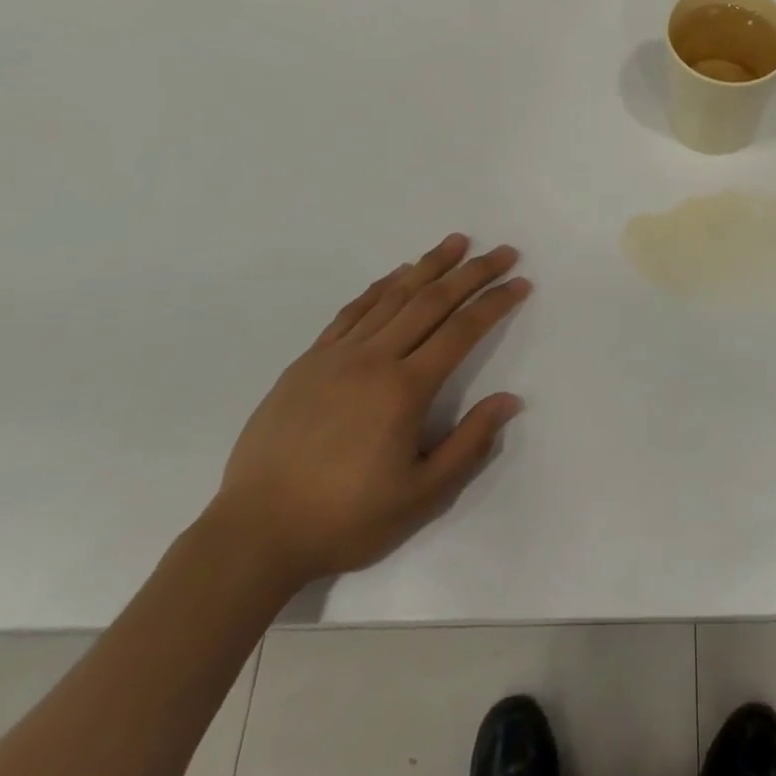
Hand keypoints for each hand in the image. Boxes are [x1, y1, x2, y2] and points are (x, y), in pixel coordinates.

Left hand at [209, 233, 528, 592]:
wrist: (255, 533)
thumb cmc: (345, 518)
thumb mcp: (421, 497)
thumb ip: (469, 444)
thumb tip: (510, 400)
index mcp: (404, 390)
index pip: (461, 331)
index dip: (495, 302)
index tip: (520, 282)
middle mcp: (374, 359)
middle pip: (432, 301)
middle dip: (472, 272)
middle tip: (502, 252)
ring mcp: (337, 355)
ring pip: (392, 296)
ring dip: (428, 265)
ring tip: (456, 242)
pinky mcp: (308, 361)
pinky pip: (352, 311)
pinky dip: (380, 287)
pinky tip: (396, 275)